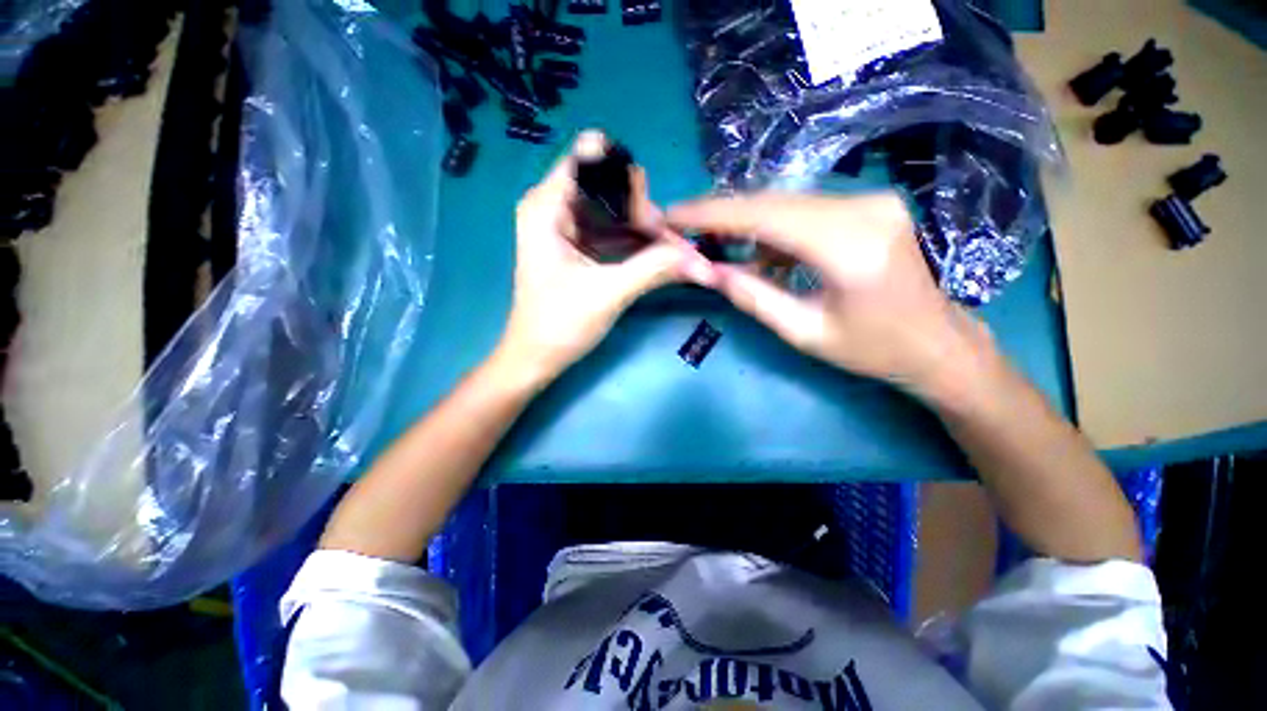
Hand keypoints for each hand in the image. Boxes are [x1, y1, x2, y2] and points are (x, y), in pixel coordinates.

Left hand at [496, 131, 714, 386]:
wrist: (536, 359)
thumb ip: (654, 269)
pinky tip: (657, 256)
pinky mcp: (577, 246)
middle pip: (608, 184)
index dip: (626, 176)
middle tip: (667, 245)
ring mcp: (566, 227)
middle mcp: (554, 206)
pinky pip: (612, 230)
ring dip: (644, 229)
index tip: (648, 215)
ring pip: (614, 209)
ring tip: (671, 254)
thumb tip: (700, 259)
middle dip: (642, 210)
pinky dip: (635, 242)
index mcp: (546, 206)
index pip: (590, 156)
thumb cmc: (559, 325)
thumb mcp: (608, 294)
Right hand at [668, 192, 989, 396]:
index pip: (764, 215)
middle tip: (683, 226)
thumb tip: (710, 271)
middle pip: (772, 200)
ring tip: (714, 242)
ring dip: (745, 221)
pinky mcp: (868, 205)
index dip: (712, 213)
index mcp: (849, 247)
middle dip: (722, 213)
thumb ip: (753, 297)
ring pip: (786, 202)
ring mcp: (869, 200)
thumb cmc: (872, 349)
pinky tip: (757, 250)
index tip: (674, 214)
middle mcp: (863, 208)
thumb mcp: (803, 333)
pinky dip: (772, 226)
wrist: (937, 342)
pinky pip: (805, 209)